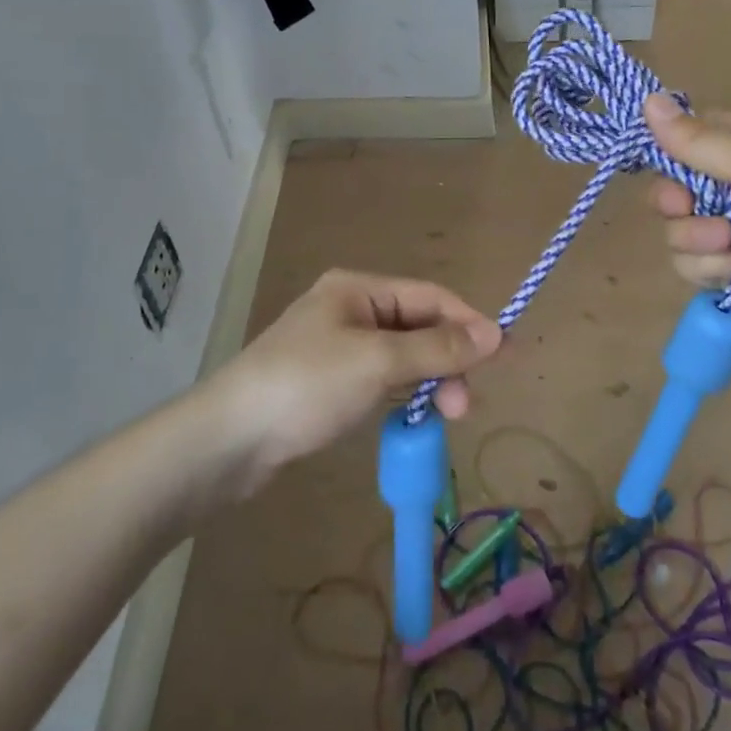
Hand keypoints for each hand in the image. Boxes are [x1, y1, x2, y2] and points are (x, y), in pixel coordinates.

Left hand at [206, 270, 501, 469]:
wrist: (227, 441)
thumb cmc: (306, 386)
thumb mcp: (377, 362)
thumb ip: (437, 348)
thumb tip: (495, 335)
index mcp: (358, 289)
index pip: (430, 297)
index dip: (469, 323)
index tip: (503, 356)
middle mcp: (349, 309)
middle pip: (418, 326)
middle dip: (447, 360)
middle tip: (462, 405)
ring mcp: (337, 348)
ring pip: (402, 357)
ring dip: (428, 381)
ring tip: (443, 417)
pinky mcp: (328, 384)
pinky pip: (381, 381)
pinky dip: (402, 396)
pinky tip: (413, 420)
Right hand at [642, 94, 730, 347]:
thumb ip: (699, 142)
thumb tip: (647, 99)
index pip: (683, 137)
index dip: (663, 147)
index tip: (655, 158)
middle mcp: (729, 188)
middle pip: (667, 189)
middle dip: (675, 202)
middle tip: (689, 205)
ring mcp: (726, 232)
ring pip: (674, 231)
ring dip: (700, 239)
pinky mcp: (727, 272)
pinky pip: (689, 267)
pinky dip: (716, 268)